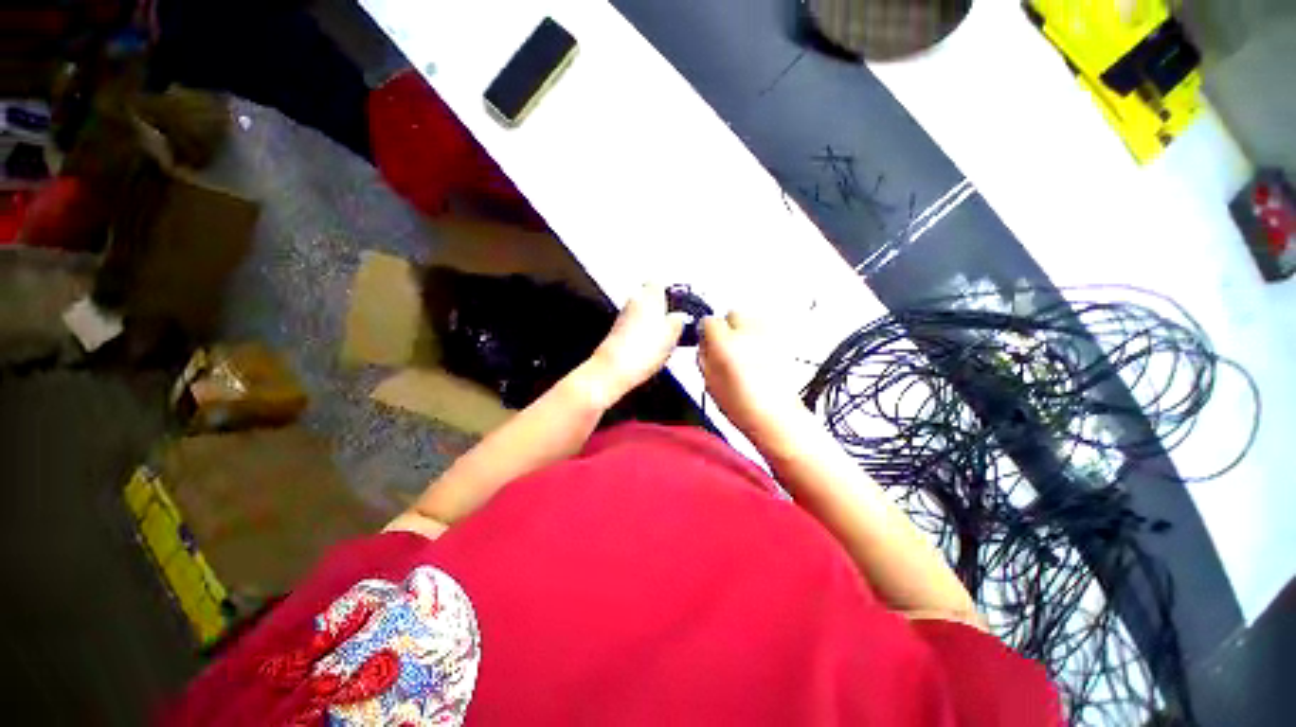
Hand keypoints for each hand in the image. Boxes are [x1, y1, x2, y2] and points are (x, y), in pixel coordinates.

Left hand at [586, 283, 687, 405]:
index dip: (670, 292)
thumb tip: (680, 316)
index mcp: (649, 295)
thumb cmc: (643, 348)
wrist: (614, 369)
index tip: (678, 304)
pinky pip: (634, 328)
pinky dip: (643, 336)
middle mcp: (633, 301)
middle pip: (650, 298)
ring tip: (664, 340)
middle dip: (661, 309)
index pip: (659, 282)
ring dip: (652, 323)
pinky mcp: (617, 333)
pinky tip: (650, 349)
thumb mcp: (673, 333)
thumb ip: (679, 320)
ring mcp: (623, 317)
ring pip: (642, 313)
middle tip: (674, 324)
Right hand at [698, 311, 805, 439]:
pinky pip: (767, 329)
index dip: (707, 332)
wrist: (776, 417)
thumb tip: (703, 343)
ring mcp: (768, 335)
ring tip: (743, 351)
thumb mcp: (709, 382)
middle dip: (728, 326)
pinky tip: (758, 355)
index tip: (707, 341)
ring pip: (752, 318)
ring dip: (745, 329)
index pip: (709, 321)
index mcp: (724, 343)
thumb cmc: (744, 407)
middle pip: (733, 313)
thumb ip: (704, 356)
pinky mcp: (783, 342)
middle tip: (726, 345)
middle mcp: (748, 333)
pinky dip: (760, 337)